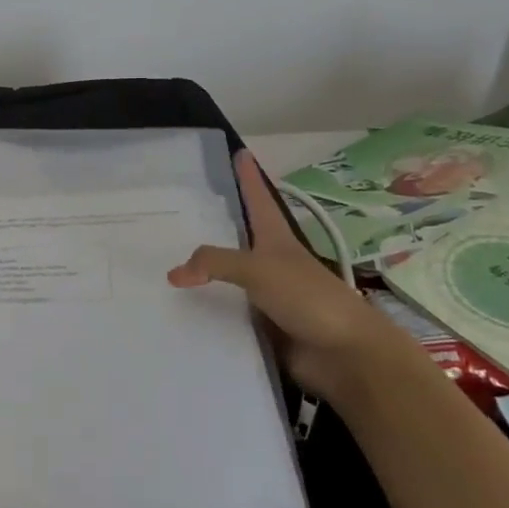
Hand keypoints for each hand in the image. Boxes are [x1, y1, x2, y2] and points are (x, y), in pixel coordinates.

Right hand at [168, 148, 401, 399]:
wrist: (345, 355)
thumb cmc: (308, 297)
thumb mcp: (259, 268)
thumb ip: (214, 263)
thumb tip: (173, 274)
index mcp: (276, 239)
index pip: (258, 198)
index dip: (249, 176)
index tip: (239, 152)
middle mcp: (270, 262)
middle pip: (237, 237)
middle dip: (213, 224)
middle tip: (178, 211)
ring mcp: (266, 295)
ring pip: (226, 277)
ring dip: (203, 273)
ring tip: (163, 261)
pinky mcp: (261, 325)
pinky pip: (225, 313)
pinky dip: (205, 311)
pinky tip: (178, 310)